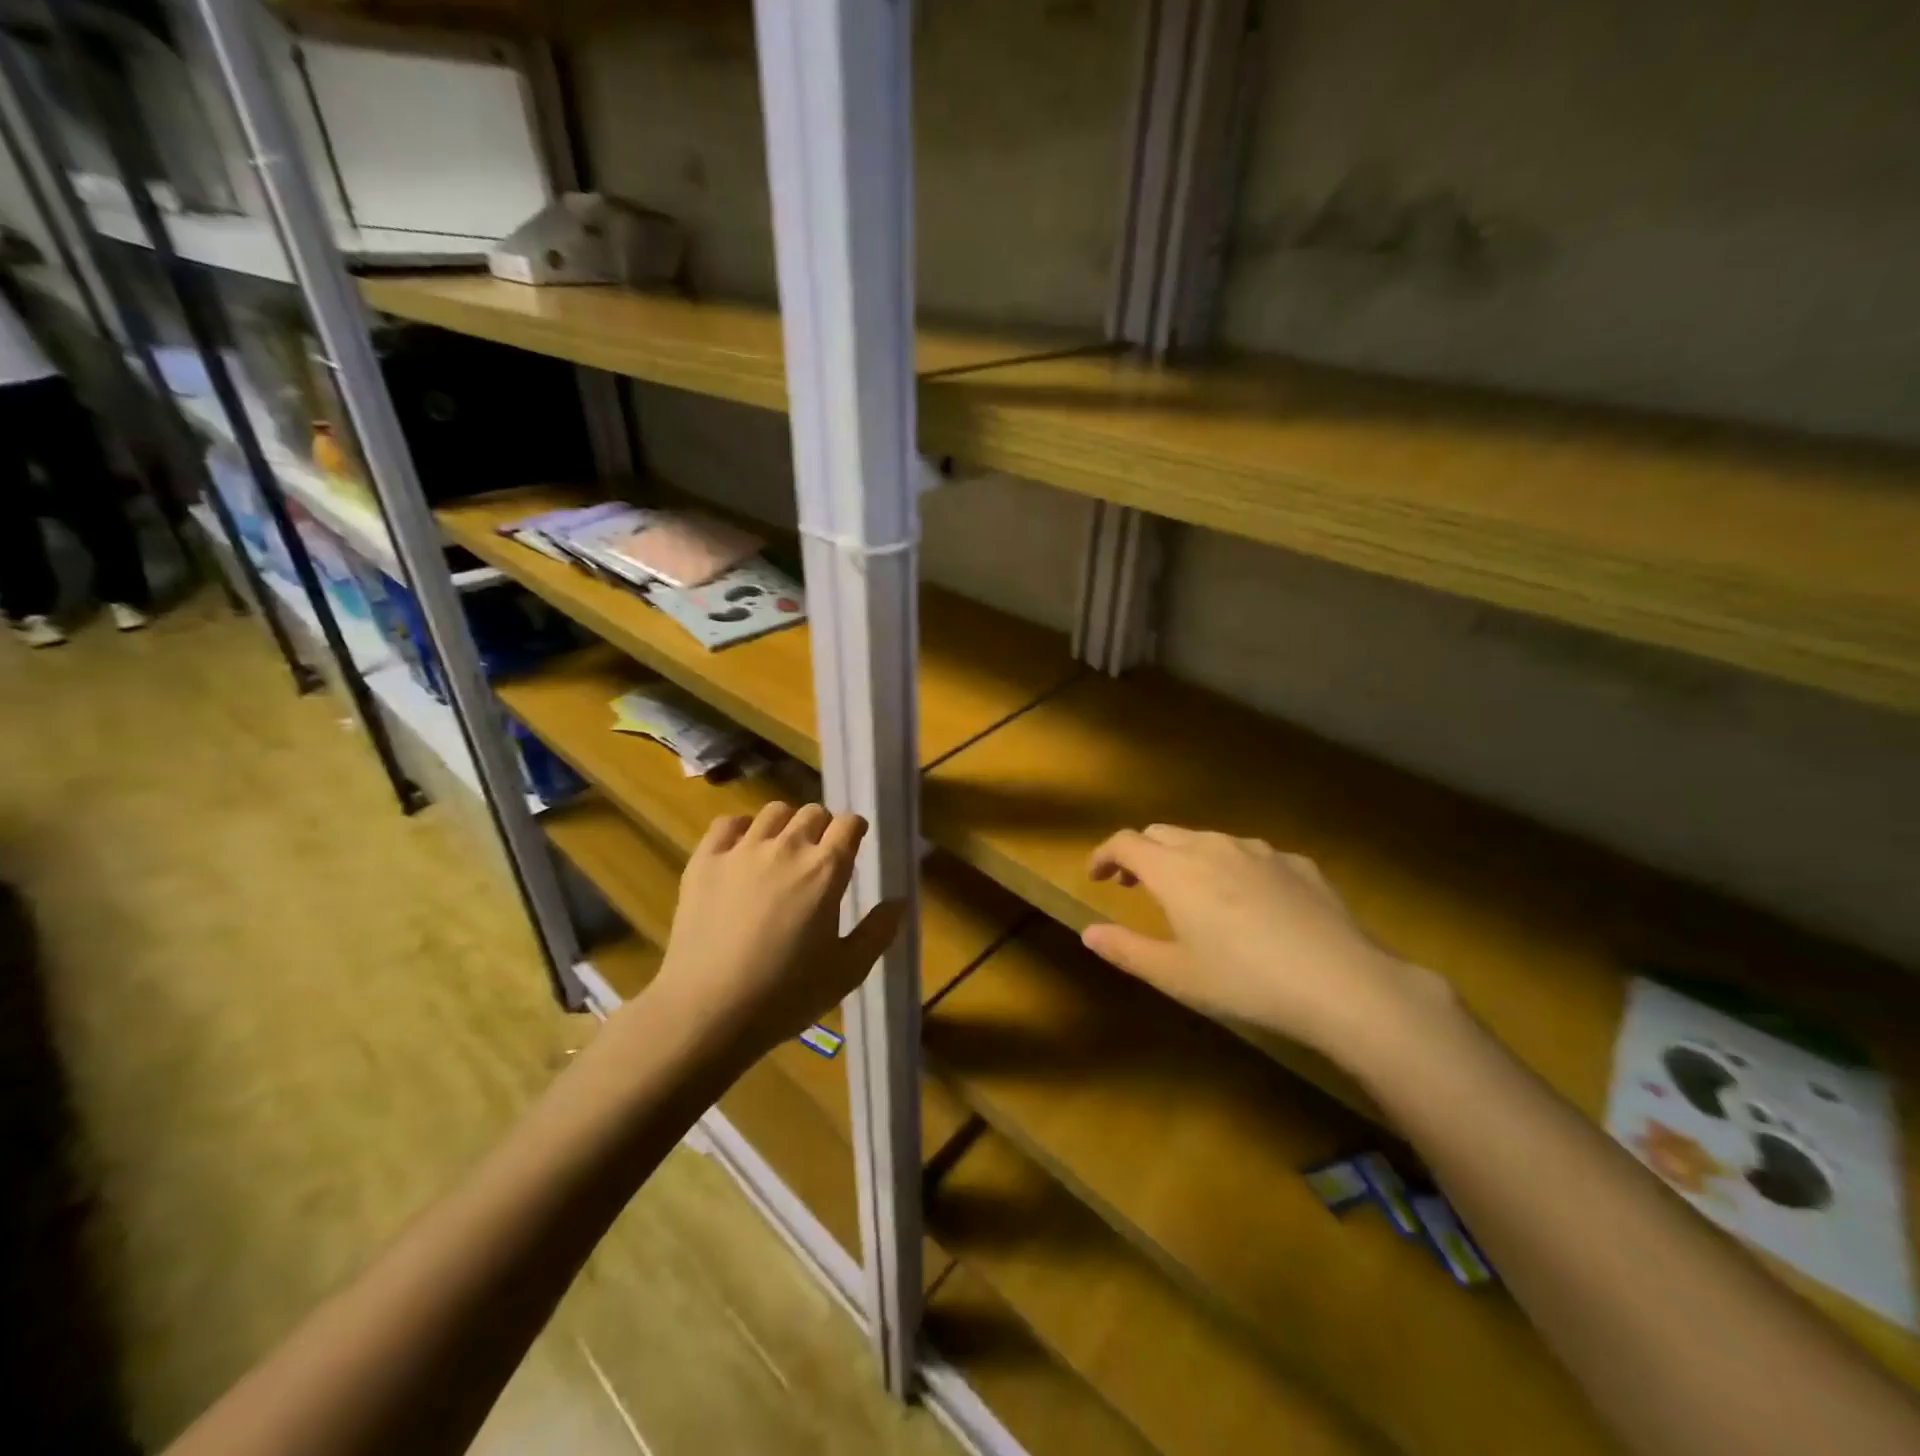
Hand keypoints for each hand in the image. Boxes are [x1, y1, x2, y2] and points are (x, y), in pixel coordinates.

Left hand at [642, 803, 901, 1064]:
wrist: (708, 1011)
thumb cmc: (786, 994)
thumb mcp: (847, 971)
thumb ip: (878, 931)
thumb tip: (899, 901)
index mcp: (826, 869)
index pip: (849, 823)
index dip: (854, 831)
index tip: (853, 845)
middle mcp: (787, 847)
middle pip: (813, 812)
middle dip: (822, 827)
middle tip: (818, 856)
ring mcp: (742, 850)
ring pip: (773, 812)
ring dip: (786, 825)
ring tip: (782, 851)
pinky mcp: (705, 861)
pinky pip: (727, 823)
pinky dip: (740, 829)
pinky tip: (742, 851)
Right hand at [1081, 825, 1450, 1066]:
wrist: (1342, 983)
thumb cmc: (1245, 981)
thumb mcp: (1176, 976)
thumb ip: (1126, 949)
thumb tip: (1088, 932)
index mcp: (1175, 870)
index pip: (1125, 842)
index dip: (1104, 855)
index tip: (1096, 876)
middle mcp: (1212, 846)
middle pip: (1162, 833)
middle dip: (1141, 854)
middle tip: (1135, 886)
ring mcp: (1259, 850)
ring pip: (1207, 839)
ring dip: (1185, 858)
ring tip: (1191, 893)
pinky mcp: (1296, 863)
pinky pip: (1250, 855)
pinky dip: (1232, 868)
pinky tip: (1249, 903)